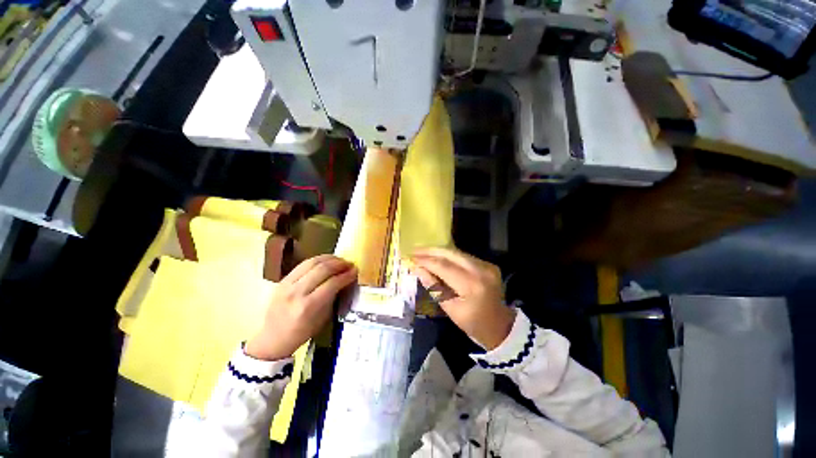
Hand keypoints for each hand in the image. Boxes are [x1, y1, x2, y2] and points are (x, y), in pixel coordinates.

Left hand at [246, 255, 356, 360]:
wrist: (272, 338)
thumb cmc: (301, 333)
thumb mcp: (322, 319)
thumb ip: (333, 297)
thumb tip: (345, 280)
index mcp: (308, 307)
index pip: (332, 284)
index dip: (346, 275)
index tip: (355, 271)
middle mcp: (296, 293)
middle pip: (322, 269)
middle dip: (339, 264)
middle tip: (350, 264)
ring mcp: (287, 284)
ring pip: (312, 262)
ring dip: (329, 259)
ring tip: (340, 260)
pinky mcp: (282, 280)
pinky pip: (303, 264)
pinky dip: (318, 260)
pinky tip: (326, 260)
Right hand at [412, 248, 513, 349]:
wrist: (500, 326)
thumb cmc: (473, 323)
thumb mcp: (450, 308)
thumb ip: (434, 286)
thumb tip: (417, 269)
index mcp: (471, 285)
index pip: (443, 267)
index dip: (426, 261)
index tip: (411, 257)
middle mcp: (481, 270)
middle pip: (451, 254)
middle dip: (431, 251)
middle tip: (415, 250)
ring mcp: (487, 266)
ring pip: (457, 253)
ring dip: (439, 252)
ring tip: (423, 252)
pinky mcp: (488, 264)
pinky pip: (464, 256)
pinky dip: (449, 256)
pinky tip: (438, 257)